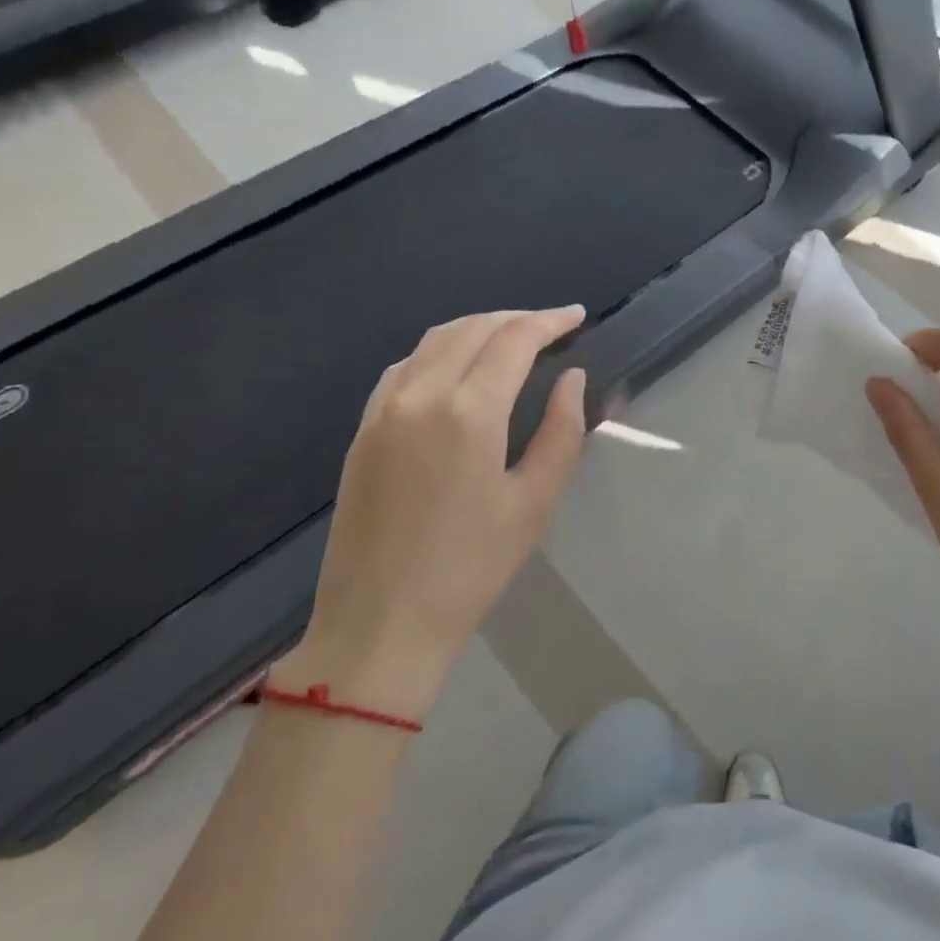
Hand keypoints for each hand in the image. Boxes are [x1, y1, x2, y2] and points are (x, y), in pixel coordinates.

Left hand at [273, 307, 588, 722]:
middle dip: (517, 318)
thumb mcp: (535, 502)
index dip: (549, 321)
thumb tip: (571, 378)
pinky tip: (459, 366)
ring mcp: (383, 409)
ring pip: (435, 340)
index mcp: (469, 411)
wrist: (378, 624)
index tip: (577, 316)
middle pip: (473, 328)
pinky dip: (441, 349)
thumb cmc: (471, 568)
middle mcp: (421, 394)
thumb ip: (561, 430)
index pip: (514, 339)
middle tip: (552, 326)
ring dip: (478, 327)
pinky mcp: (363, 429)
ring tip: (512, 338)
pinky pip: (406, 365)